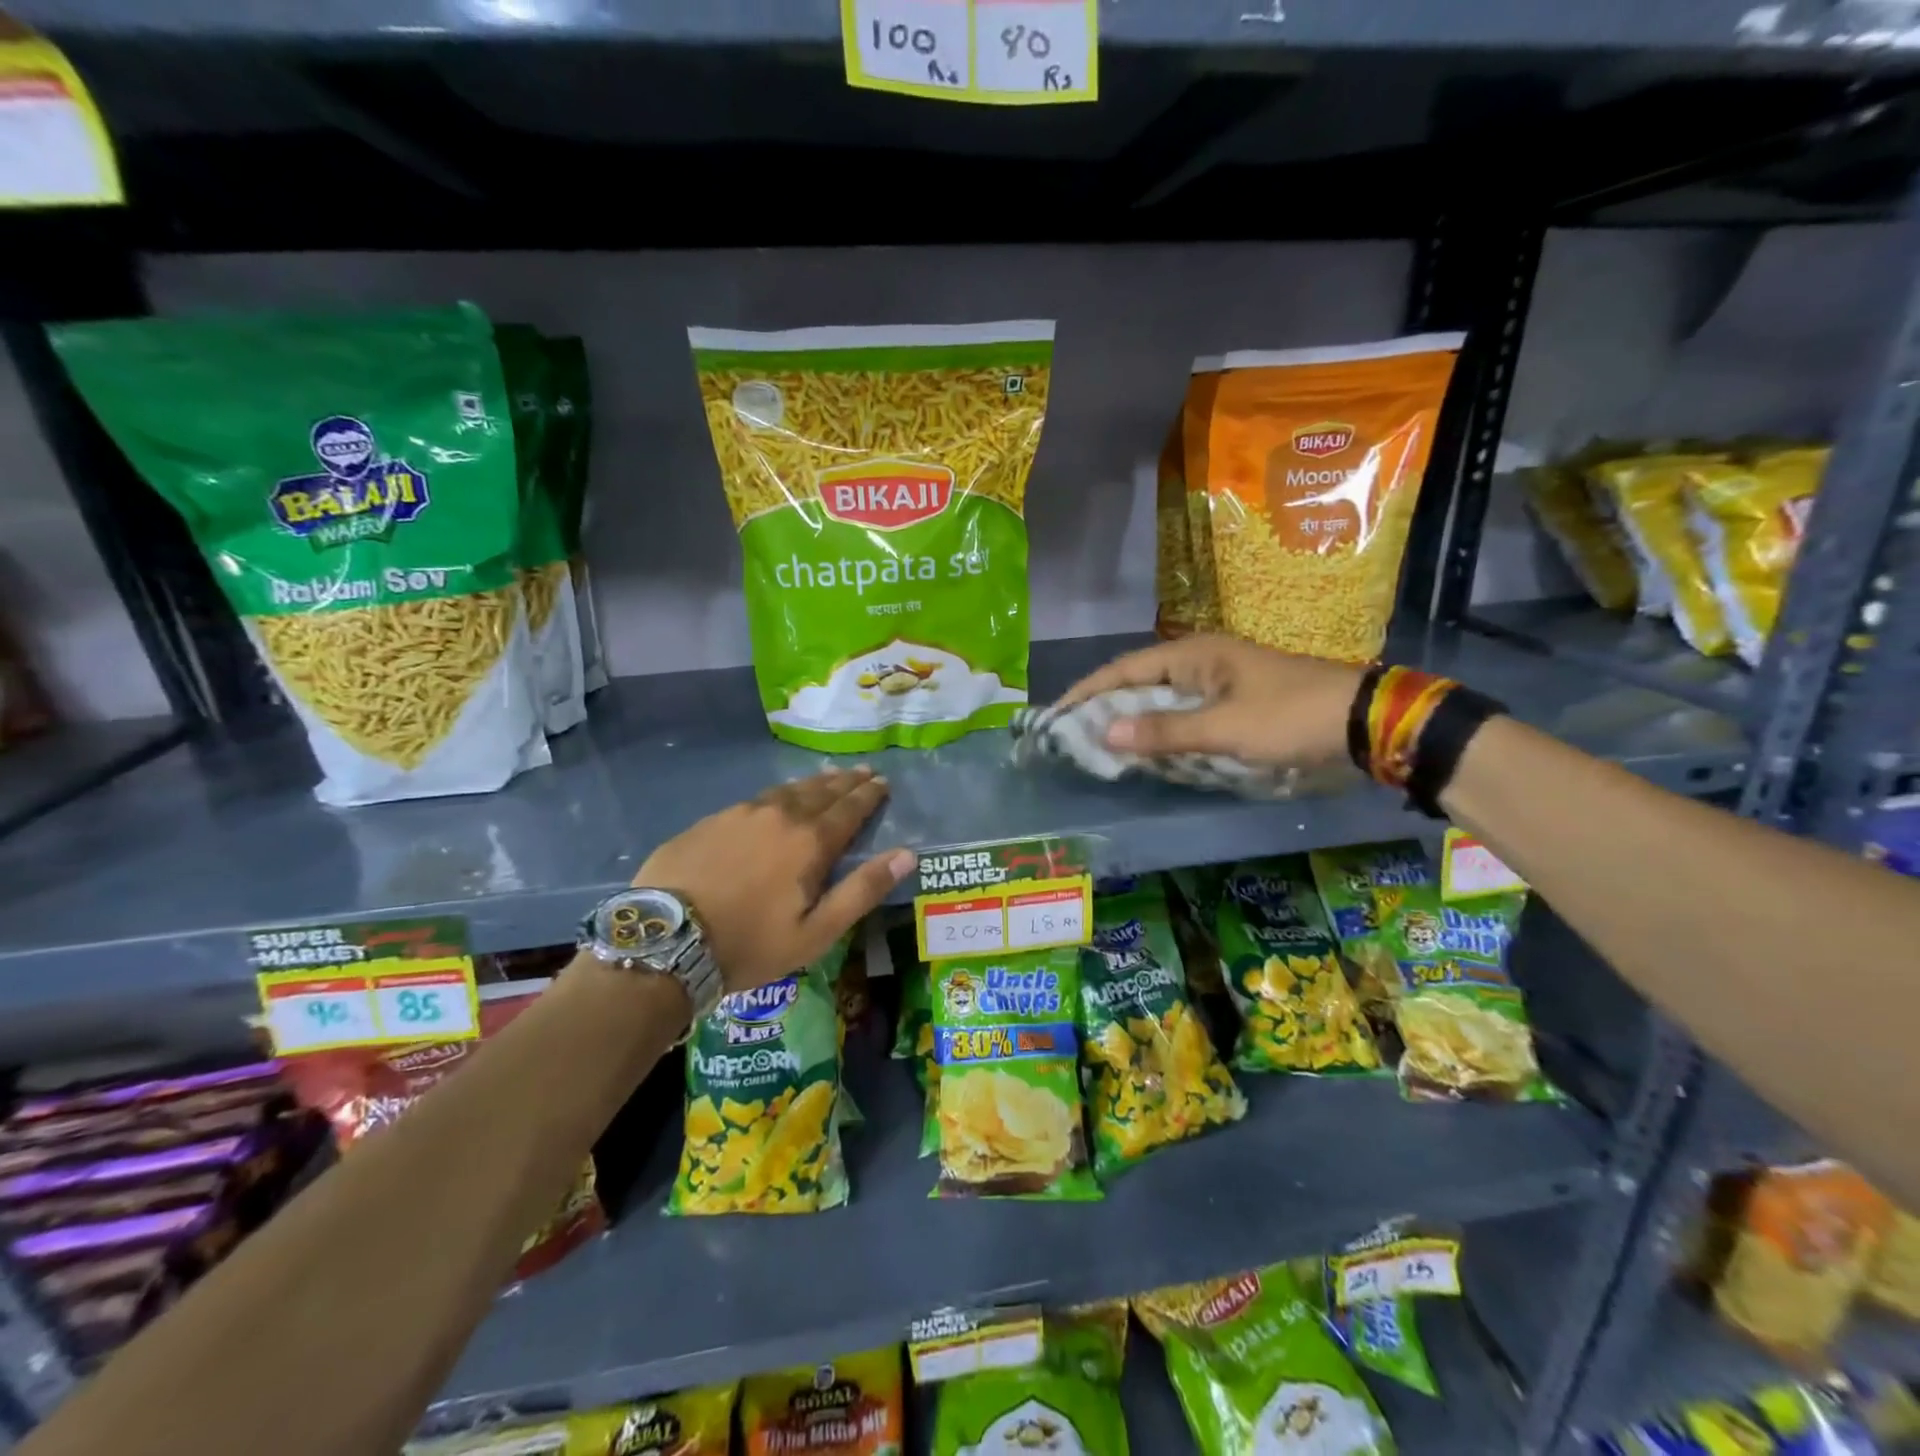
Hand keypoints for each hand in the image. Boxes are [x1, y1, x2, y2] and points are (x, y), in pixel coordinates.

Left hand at [634, 766, 914, 994]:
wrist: (665, 941)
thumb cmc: (749, 944)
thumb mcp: (816, 932)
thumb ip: (862, 890)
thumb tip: (907, 854)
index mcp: (810, 842)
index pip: (849, 809)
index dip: (869, 795)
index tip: (882, 782)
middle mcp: (780, 816)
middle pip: (821, 792)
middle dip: (846, 782)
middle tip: (862, 771)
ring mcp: (740, 814)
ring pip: (787, 790)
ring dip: (813, 783)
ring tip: (828, 776)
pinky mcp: (710, 821)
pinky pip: (756, 799)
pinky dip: (778, 794)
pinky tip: (776, 798)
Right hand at [1057, 635, 1362, 766]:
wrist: (1364, 721)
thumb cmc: (1289, 717)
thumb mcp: (1224, 729)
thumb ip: (1164, 732)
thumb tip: (1104, 732)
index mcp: (1194, 654)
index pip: (1124, 669)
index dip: (1087, 691)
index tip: (1056, 714)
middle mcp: (1201, 660)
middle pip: (1138, 681)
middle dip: (1105, 707)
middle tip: (1072, 734)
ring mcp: (1219, 680)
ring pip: (1161, 699)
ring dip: (1133, 720)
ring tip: (1100, 744)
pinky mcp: (1234, 701)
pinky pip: (1184, 713)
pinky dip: (1162, 730)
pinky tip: (1149, 750)